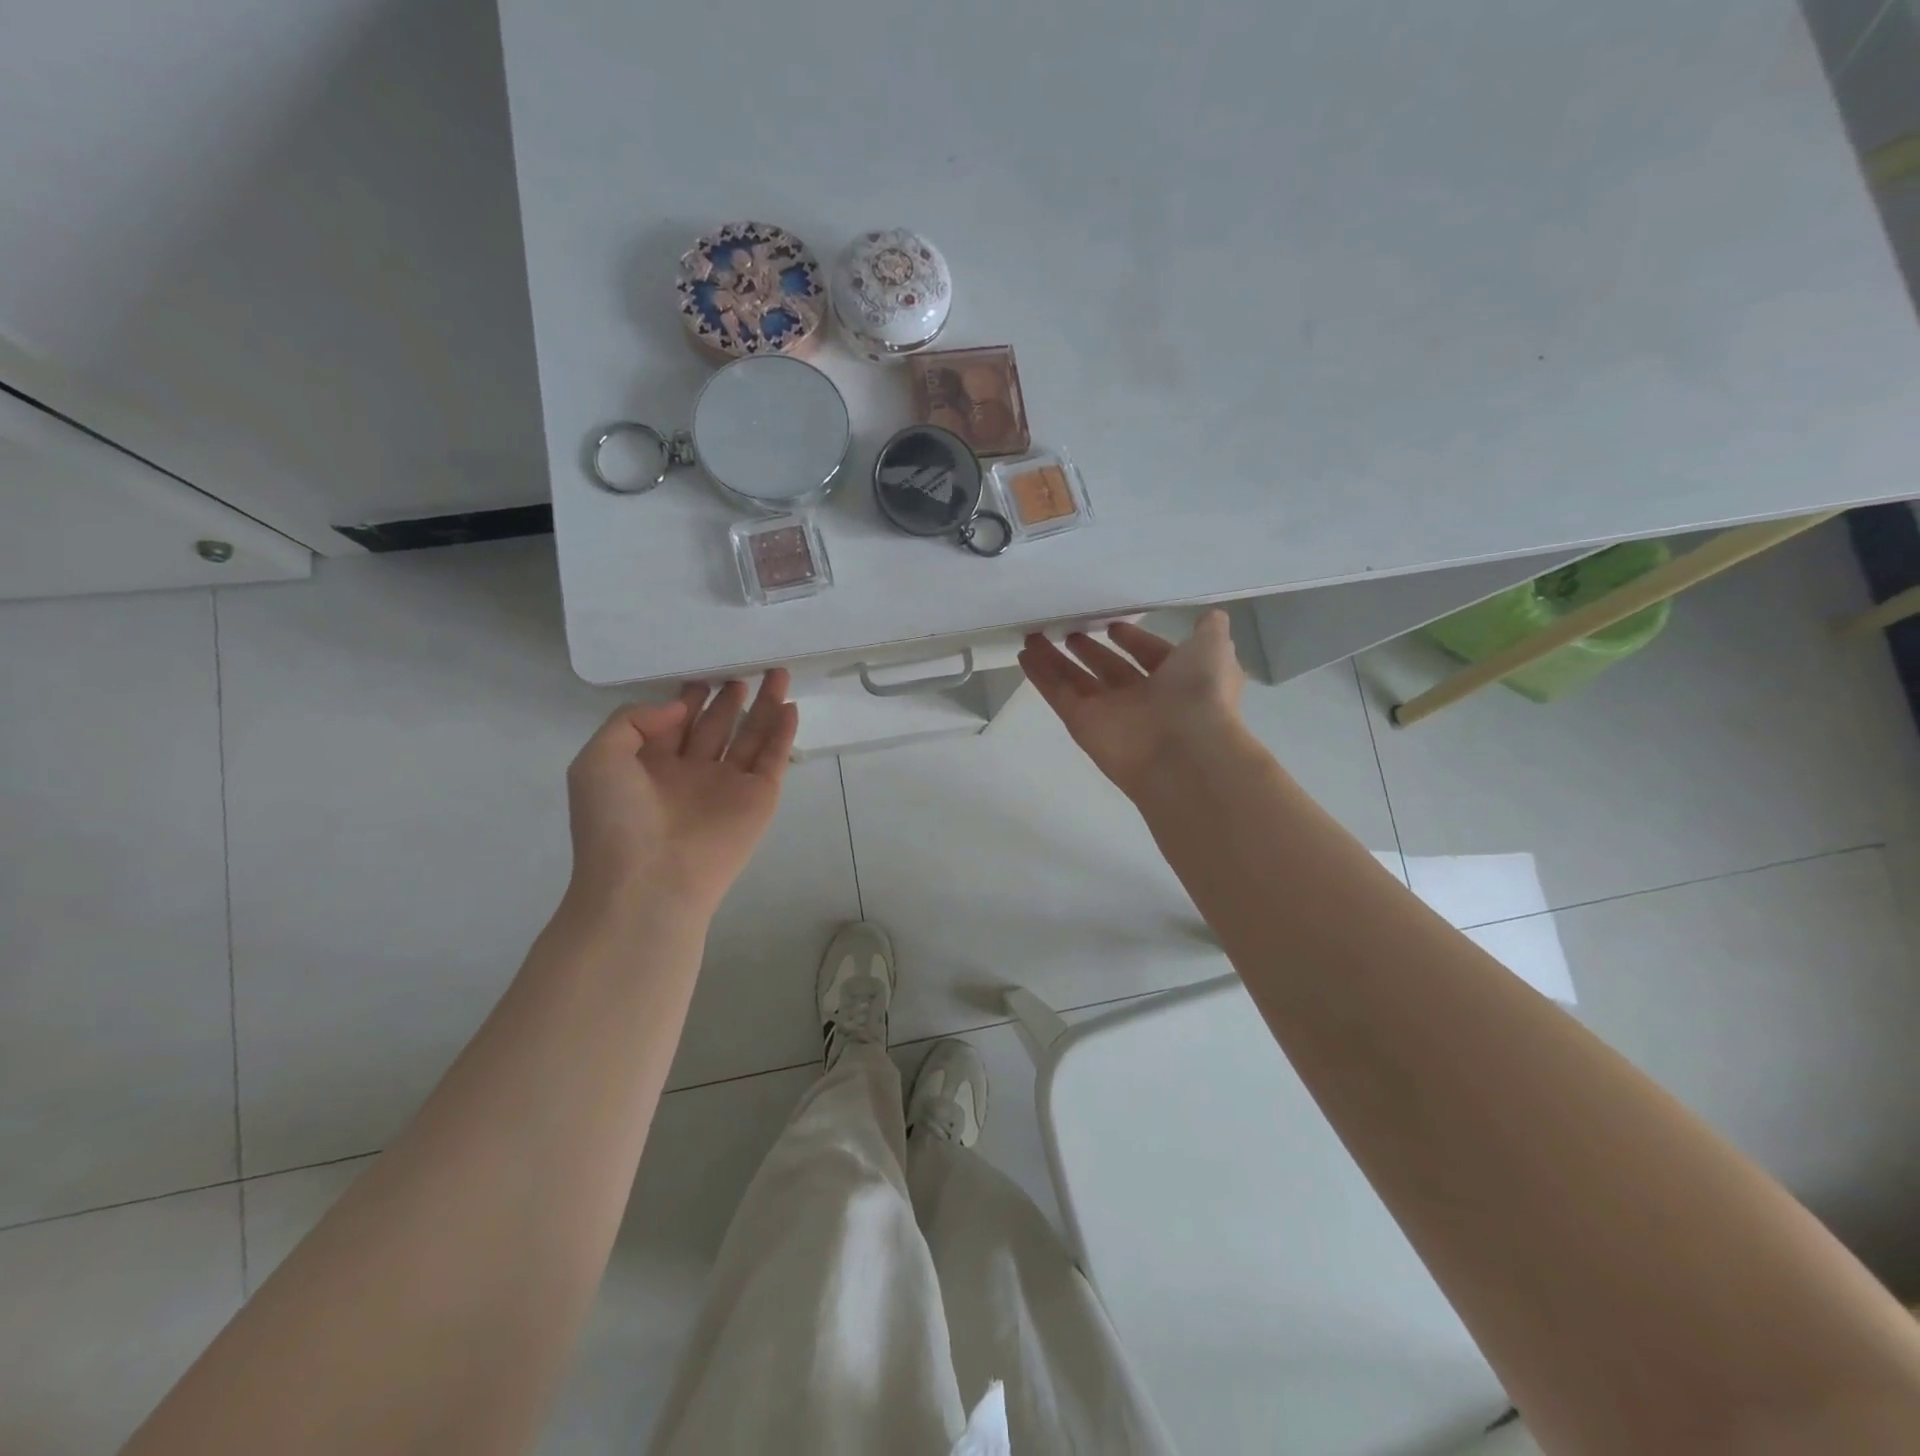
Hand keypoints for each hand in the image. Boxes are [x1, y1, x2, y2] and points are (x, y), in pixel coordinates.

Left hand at [564, 671, 799, 916]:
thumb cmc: (616, 822)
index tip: (701, 674)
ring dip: (765, 706)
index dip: (689, 698)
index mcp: (651, 766)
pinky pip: (774, 758)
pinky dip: (783, 733)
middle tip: (742, 670)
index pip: (676, 723)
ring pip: (751, 736)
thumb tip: (679, 708)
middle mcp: (691, 773)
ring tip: (776, 673)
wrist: (650, 883)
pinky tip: (790, 707)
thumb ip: (632, 720)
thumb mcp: (597, 760)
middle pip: (716, 726)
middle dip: (729, 698)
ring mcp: (728, 786)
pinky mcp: (758, 798)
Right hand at [1018, 611, 1246, 797]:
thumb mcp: (1214, 649)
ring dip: (1056, 659)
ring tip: (1034, 635)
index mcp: (1177, 681)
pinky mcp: (1082, 724)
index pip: (1150, 656)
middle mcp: (1143, 698)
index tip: (1112, 625)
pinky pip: (1059, 694)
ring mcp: (1110, 713)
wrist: (1183, 750)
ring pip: (1078, 681)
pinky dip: (1041, 675)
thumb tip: (1211, 616)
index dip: (1133, 640)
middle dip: (1090, 650)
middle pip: (1109, 669)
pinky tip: (1024, 654)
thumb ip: (1210, 631)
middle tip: (1069, 630)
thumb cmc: (1200, 694)